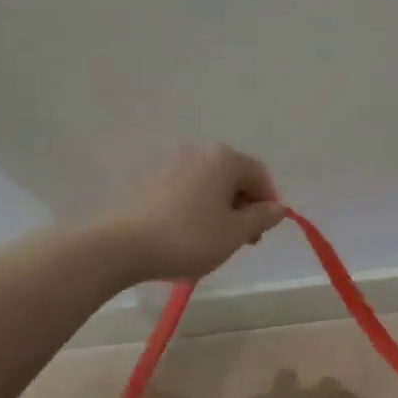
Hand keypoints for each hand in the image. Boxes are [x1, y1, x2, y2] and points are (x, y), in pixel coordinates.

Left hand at [114, 144, 286, 281]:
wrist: (119, 246)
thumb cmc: (188, 238)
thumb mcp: (235, 234)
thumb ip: (262, 218)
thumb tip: (279, 208)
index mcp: (224, 159)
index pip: (260, 175)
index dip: (268, 203)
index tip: (261, 232)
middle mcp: (196, 151)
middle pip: (231, 176)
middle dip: (241, 205)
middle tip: (239, 239)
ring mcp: (166, 162)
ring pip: (205, 183)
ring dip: (215, 206)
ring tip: (209, 238)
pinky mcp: (143, 178)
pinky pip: (180, 189)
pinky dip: (190, 205)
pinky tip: (181, 232)